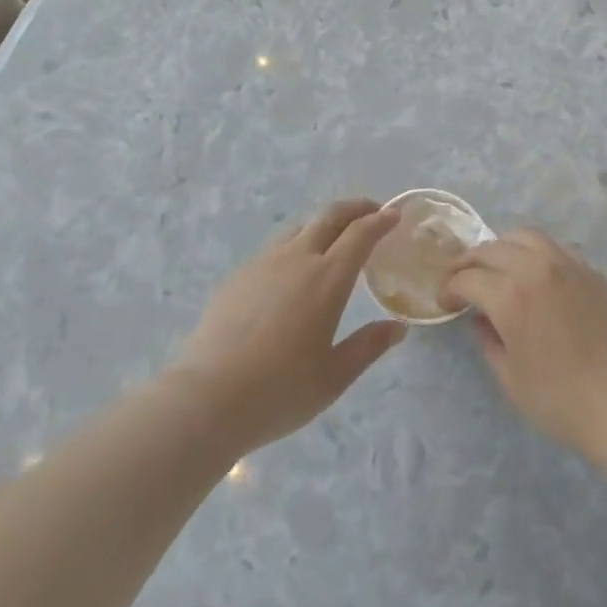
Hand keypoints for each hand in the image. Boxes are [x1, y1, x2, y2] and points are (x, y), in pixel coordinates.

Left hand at [171, 199, 405, 453]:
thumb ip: (368, 346)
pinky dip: (296, 246)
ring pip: (300, 227)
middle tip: (371, 211)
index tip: (394, 215)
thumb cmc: (279, 392)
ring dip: (324, 224)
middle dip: (355, 207)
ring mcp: (264, 262)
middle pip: (330, 215)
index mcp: (327, 279)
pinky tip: (291, 272)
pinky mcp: (239, 274)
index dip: (380, 220)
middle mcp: (298, 258)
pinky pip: (275, 248)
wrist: (207, 398)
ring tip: (333, 239)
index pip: (361, 233)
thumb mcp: (334, 377)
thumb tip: (398, 327)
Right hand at [441, 230, 606, 461]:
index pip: (468, 278)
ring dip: (503, 246)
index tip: (447, 301)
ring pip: (525, 236)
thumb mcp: (511, 379)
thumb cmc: (562, 400)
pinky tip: (535, 272)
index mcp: (510, 295)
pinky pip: (554, 247)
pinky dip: (535, 252)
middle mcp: (535, 268)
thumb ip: (489, 341)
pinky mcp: (590, 270)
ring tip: (498, 265)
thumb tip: (481, 319)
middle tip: (463, 278)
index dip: (451, 288)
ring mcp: (566, 264)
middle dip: (471, 262)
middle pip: (492, 248)